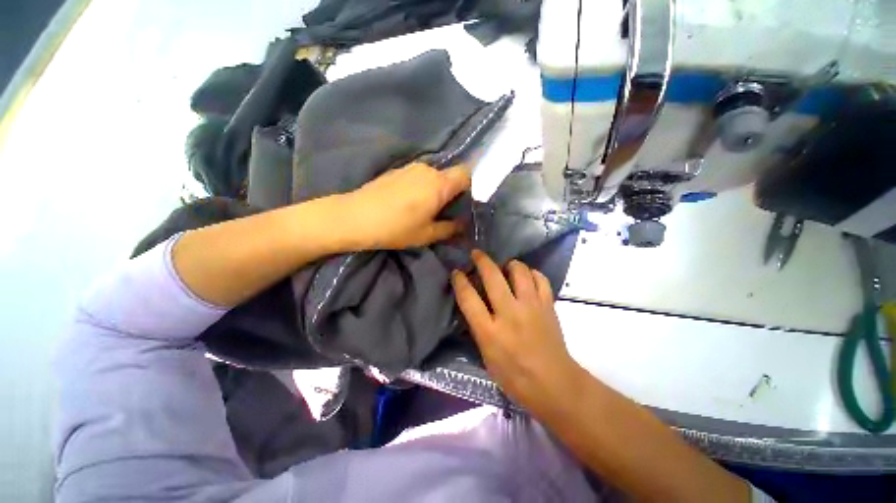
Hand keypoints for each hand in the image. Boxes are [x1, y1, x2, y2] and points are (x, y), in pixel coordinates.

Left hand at [343, 162, 469, 249]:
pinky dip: (420, 187)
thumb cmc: (396, 228)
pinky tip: (406, 202)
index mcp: (439, 184)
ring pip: (433, 176)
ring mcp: (410, 167)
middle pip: (448, 175)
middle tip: (442, 212)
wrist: (355, 217)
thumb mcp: (427, 234)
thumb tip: (462, 224)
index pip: (466, 174)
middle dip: (450, 192)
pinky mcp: (396, 170)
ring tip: (422, 209)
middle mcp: (427, 169)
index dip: (468, 188)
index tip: (460, 205)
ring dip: (434, 190)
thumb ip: (450, 228)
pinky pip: (418, 176)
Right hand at [451, 250, 583, 415]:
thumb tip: (474, 304)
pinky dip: (532, 273)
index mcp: (490, 332)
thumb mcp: (486, 356)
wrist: (555, 384)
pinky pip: (540, 279)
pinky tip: (527, 277)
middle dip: (481, 260)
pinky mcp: (548, 305)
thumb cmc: (515, 377)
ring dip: (509, 264)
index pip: (468, 298)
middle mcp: (509, 314)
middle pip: (492, 277)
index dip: (459, 281)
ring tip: (505, 266)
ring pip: (519, 271)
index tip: (456, 272)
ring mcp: (531, 307)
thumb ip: (479, 327)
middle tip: (476, 254)